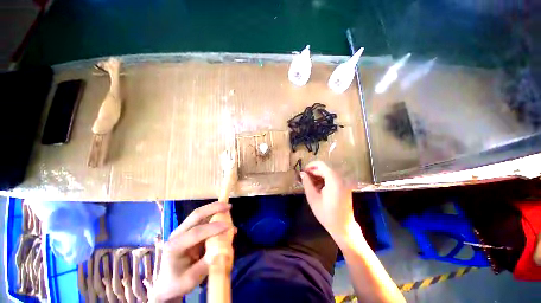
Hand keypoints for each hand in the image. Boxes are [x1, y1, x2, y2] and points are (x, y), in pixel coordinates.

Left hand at [153, 202, 233, 301]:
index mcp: (174, 246)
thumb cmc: (177, 283)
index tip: (228, 226)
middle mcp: (178, 234)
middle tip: (228, 206)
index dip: (213, 228)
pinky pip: (203, 220)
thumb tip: (222, 250)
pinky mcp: (189, 231)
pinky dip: (214, 216)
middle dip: (213, 208)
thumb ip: (206, 264)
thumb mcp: (191, 279)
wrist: (167, 284)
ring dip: (214, 209)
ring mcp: (183, 231)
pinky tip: (224, 218)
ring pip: (199, 215)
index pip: (195, 232)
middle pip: (196, 215)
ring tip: (228, 208)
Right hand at [300, 161, 357, 241]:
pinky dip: (324, 180)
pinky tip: (318, 187)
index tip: (303, 171)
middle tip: (305, 178)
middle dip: (314, 171)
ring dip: (318, 176)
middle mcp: (341, 179)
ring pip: (329, 173)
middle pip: (325, 168)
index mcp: (334, 180)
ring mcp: (344, 183)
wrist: (343, 228)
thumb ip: (307, 183)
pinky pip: (333, 179)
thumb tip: (302, 173)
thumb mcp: (313, 198)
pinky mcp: (345, 187)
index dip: (311, 165)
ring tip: (310, 183)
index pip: (321, 165)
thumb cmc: (326, 214)